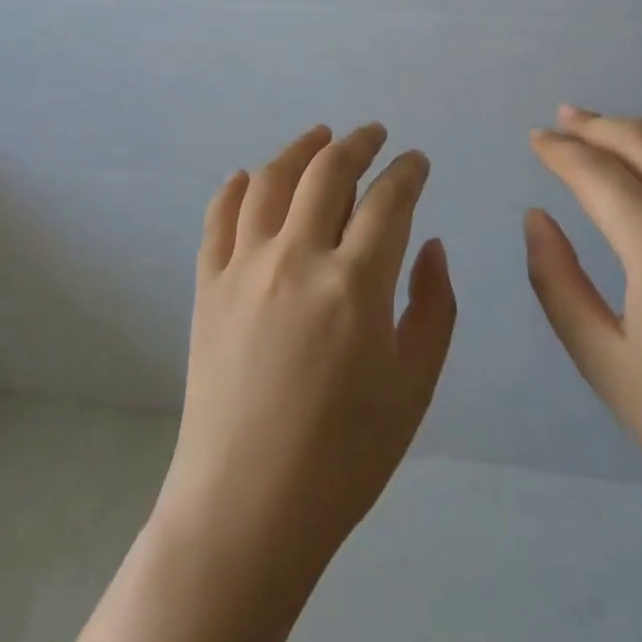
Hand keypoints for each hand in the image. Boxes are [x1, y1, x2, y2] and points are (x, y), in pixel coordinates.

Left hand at [154, 124, 456, 583]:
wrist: (247, 507)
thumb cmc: (345, 457)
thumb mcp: (414, 387)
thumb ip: (433, 307)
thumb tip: (431, 244)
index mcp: (355, 284)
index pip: (389, 199)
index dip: (408, 171)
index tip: (417, 161)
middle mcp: (296, 258)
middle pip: (328, 172)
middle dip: (358, 143)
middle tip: (374, 134)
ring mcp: (244, 267)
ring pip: (271, 180)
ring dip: (299, 149)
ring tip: (319, 136)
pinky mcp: (208, 285)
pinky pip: (220, 217)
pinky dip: (237, 187)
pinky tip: (251, 177)